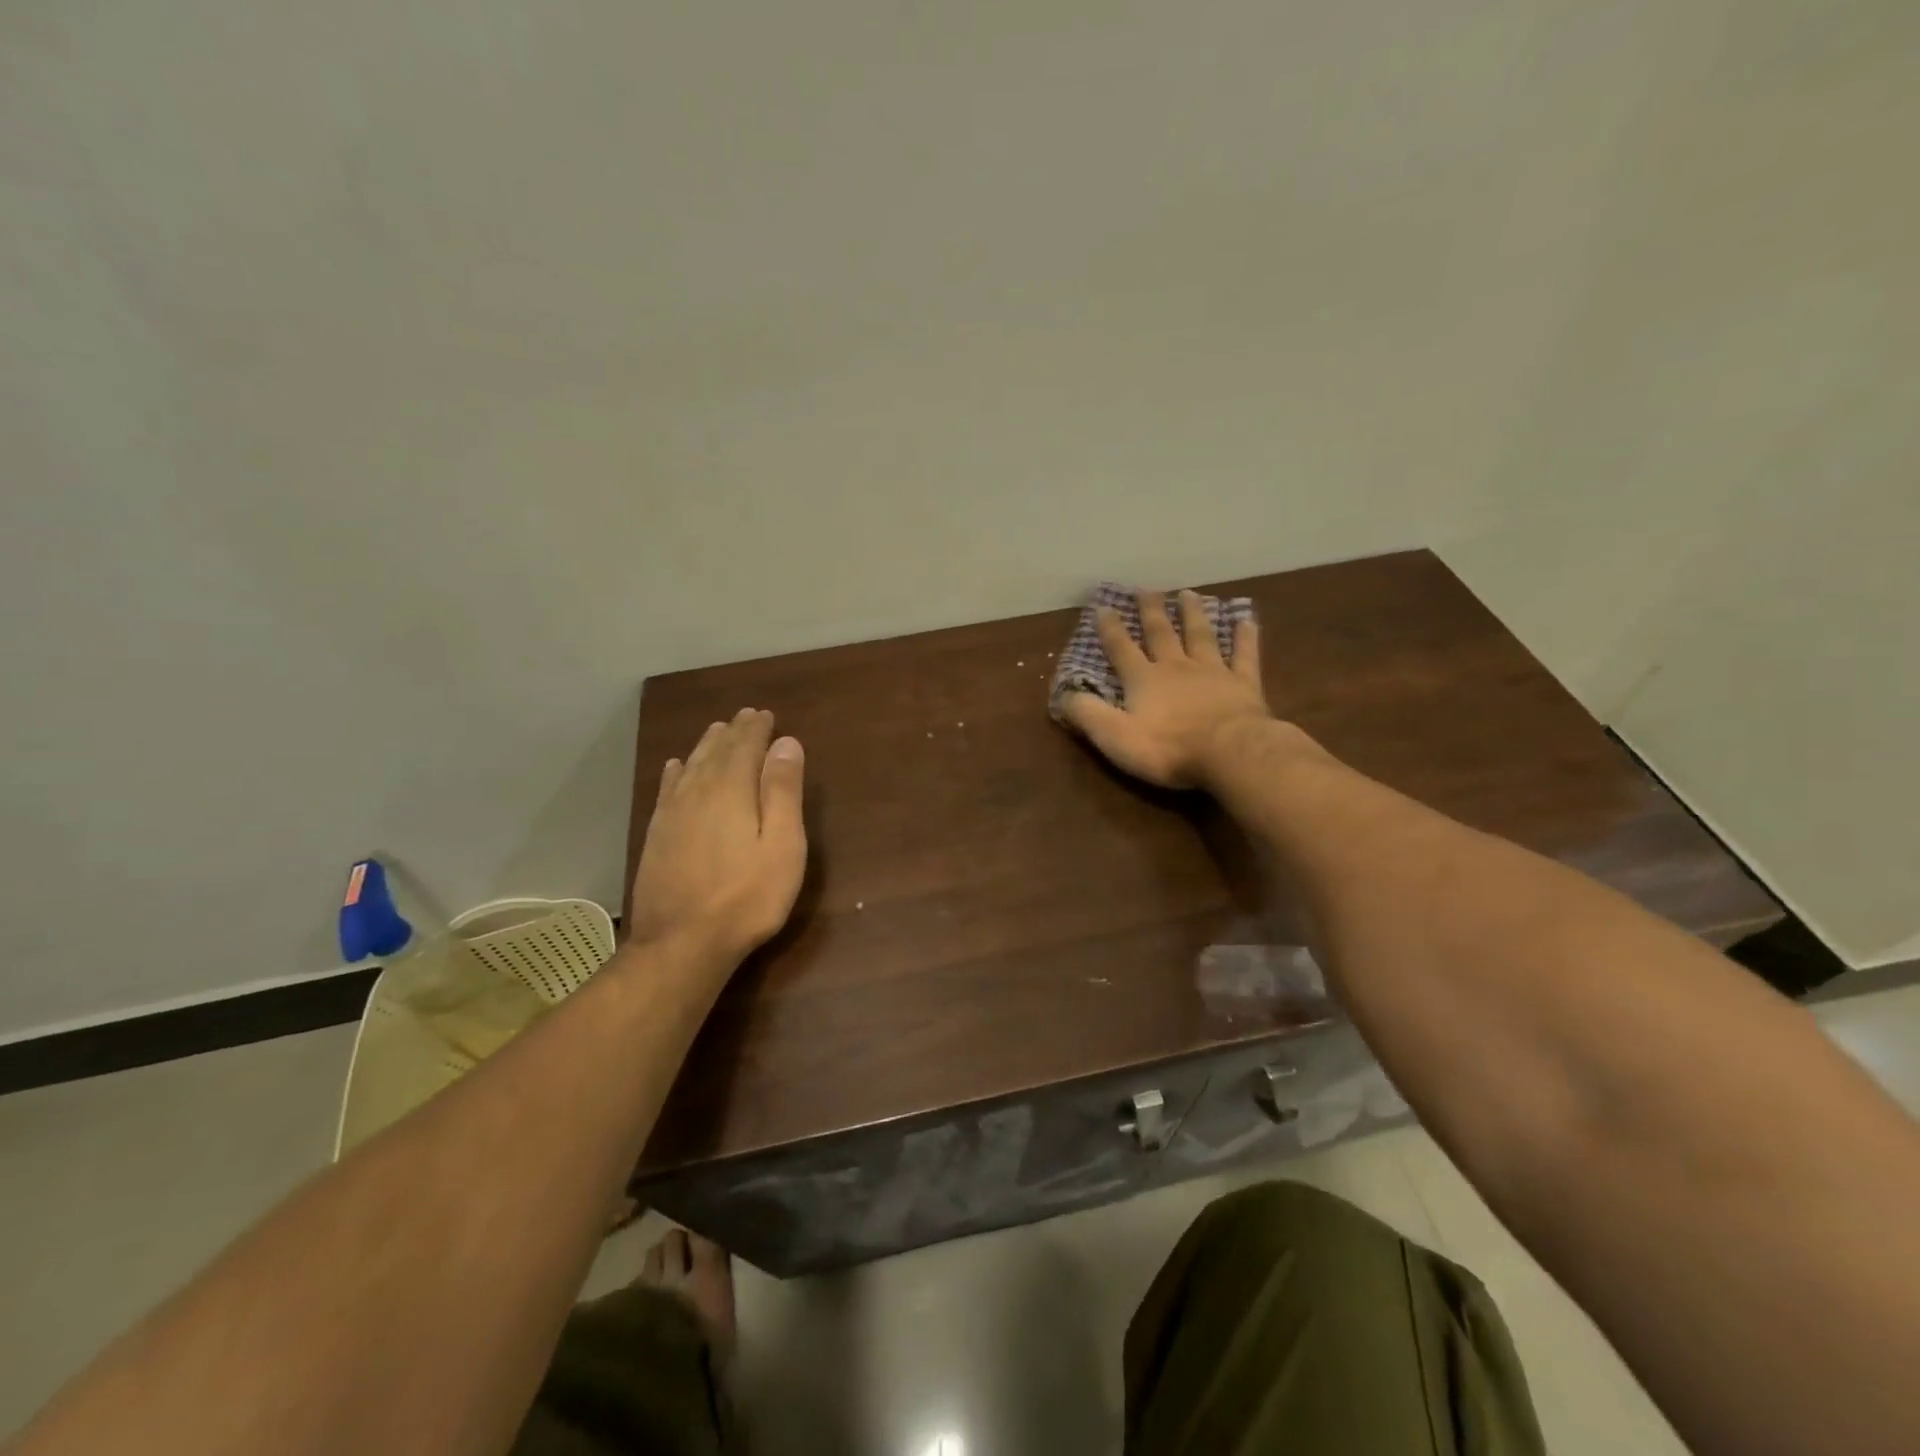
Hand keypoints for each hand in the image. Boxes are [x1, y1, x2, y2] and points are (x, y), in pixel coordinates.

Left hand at [629, 708, 807, 965]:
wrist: (682, 942)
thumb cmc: (747, 896)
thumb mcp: (782, 845)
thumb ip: (783, 791)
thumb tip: (786, 743)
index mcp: (732, 790)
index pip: (745, 746)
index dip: (757, 729)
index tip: (766, 715)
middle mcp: (698, 792)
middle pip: (716, 751)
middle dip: (733, 732)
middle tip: (745, 716)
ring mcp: (672, 814)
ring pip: (691, 766)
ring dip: (706, 746)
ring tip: (717, 732)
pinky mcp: (656, 835)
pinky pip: (666, 790)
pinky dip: (675, 773)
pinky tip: (675, 767)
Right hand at [1061, 588, 1270, 788]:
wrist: (1229, 753)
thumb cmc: (1167, 748)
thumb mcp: (1115, 737)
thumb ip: (1088, 714)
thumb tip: (1064, 694)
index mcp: (1143, 680)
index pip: (1121, 649)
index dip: (1110, 629)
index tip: (1103, 606)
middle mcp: (1176, 667)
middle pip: (1161, 633)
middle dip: (1150, 611)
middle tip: (1146, 588)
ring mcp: (1213, 672)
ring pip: (1201, 635)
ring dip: (1193, 614)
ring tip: (1188, 593)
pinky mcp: (1244, 684)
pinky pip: (1244, 655)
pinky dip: (1245, 637)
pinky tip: (1247, 620)